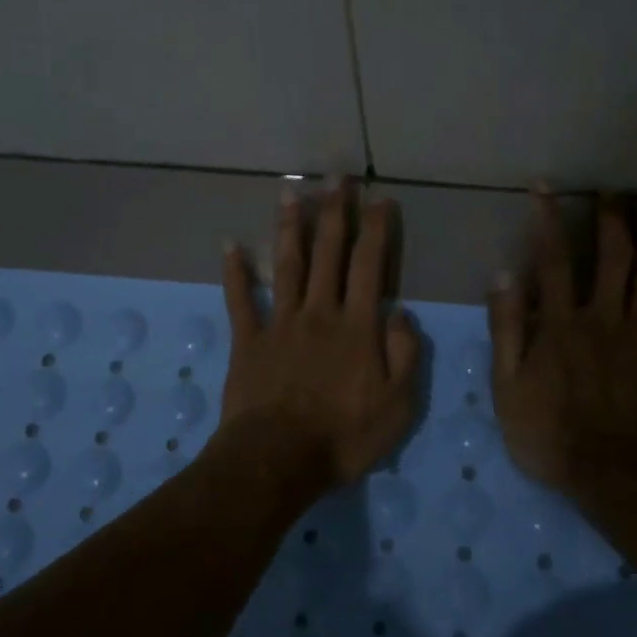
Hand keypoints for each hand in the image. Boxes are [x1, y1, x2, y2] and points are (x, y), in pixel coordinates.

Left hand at [219, 180, 421, 483]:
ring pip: (286, 266)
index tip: (379, 198)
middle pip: (327, 254)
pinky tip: (230, 245)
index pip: (368, 266)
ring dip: (290, 228)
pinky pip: (241, 301)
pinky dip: (235, 273)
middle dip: (334, 212)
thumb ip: (406, 355)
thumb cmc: (344, 436)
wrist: (278, 460)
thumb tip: (401, 313)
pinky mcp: (248, 341)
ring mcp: (280, 324)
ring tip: (291, 193)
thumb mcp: (398, 405)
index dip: (375, 230)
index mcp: (356, 326)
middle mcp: (318, 313)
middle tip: (336, 176)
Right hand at [490, 191, 636, 491]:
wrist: (613, 478)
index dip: (547, 220)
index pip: (552, 260)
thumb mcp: (506, 386)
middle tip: (616, 188)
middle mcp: (604, 317)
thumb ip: (505, 329)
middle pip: (611, 257)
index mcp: (561, 323)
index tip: (545, 186)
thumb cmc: (550, 435)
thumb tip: (503, 275)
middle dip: (612, 218)